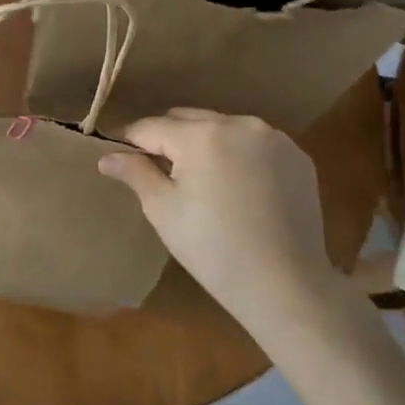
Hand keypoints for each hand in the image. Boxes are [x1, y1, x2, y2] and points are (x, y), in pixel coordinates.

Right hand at [98, 109, 351, 333]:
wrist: (286, 285)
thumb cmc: (213, 249)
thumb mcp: (163, 211)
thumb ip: (135, 173)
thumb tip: (106, 156)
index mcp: (201, 135)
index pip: (151, 127)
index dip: (131, 142)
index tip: (122, 160)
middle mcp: (239, 124)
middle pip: (188, 119)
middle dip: (169, 140)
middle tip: (162, 175)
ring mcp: (274, 138)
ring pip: (222, 128)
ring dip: (205, 144)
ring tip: (203, 182)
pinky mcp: (298, 157)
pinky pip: (254, 144)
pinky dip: (239, 156)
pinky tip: (239, 189)